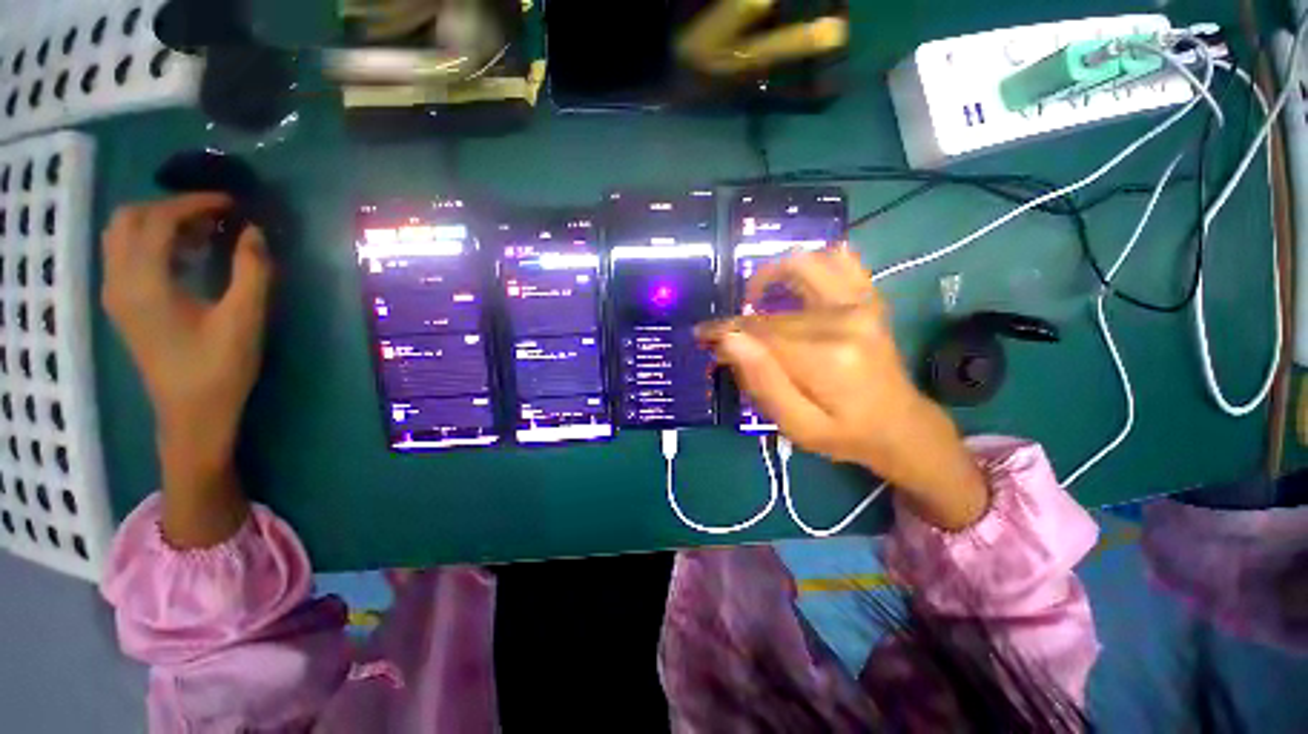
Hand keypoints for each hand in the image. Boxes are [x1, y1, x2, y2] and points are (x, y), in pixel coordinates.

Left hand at [102, 194, 270, 546]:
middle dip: (171, 207)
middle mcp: (119, 281)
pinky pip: (126, 255)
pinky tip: (186, 255)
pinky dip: (153, 241)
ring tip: (202, 232)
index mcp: (144, 283)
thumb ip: (251, 272)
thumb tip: (254, 231)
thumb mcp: (244, 320)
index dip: (194, 203)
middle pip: (128, 219)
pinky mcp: (124, 305)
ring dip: (159, 222)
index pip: (157, 220)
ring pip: (122, 235)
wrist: (191, 415)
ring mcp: (117, 294)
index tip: (231, 203)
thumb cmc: (219, 370)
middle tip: (213, 215)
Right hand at [697, 248, 986, 529]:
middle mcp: (844, 319)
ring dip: (770, 276)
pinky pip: (841, 260)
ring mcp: (861, 303)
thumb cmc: (844, 433)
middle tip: (726, 341)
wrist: (899, 425)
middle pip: (774, 309)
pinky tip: (797, 283)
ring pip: (804, 266)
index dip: (725, 330)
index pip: (759, 331)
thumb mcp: (796, 425)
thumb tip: (729, 340)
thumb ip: (762, 382)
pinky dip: (814, 261)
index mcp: (825, 357)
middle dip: (740, 320)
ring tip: (756, 299)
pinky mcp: (869, 298)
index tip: (703, 335)